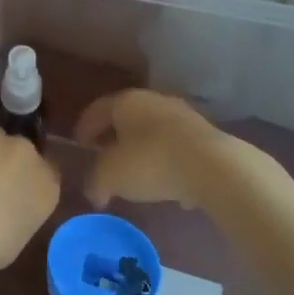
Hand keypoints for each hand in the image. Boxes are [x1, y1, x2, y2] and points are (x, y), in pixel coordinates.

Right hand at [75, 89, 276, 214]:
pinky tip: (167, 186)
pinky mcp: (206, 136)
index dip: (84, 128)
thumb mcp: (111, 176)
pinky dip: (167, 162)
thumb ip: (95, 182)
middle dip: (114, 137)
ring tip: (136, 175)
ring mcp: (183, 116)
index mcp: (126, 102)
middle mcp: (154, 101)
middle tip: (105, 158)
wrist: (214, 167)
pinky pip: (177, 148)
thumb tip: (94, 193)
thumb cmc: (151, 162)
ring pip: (153, 132)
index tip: (79, 145)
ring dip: (142, 150)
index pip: (97, 110)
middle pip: (126, 118)